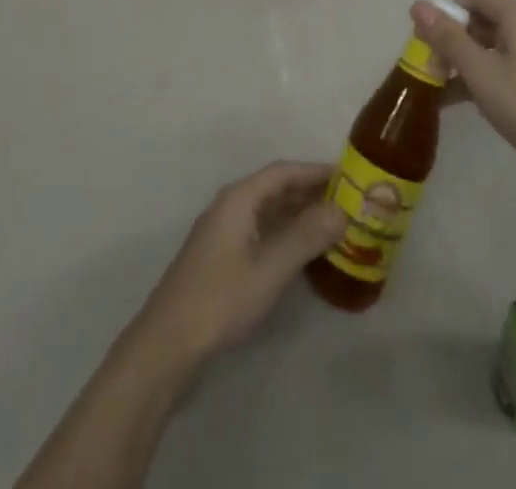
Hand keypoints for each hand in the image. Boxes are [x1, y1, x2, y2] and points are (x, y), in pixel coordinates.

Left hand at [134, 161, 346, 368]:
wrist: (167, 344)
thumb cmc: (220, 299)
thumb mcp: (269, 269)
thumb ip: (305, 237)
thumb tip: (340, 211)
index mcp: (239, 199)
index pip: (282, 172)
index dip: (314, 171)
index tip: (347, 176)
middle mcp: (230, 206)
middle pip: (275, 189)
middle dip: (310, 193)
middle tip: (347, 203)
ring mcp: (224, 232)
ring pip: (268, 212)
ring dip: (298, 215)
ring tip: (333, 225)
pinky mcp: (222, 257)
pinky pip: (261, 232)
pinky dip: (284, 234)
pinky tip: (303, 252)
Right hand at [411, 0, 515, 211]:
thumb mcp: (479, 72)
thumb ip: (448, 38)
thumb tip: (419, 4)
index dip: (450, 11)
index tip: (429, 39)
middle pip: (487, 22)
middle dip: (456, 41)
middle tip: (433, 68)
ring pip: (499, 50)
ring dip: (469, 64)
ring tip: (443, 92)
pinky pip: (513, 71)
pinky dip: (490, 79)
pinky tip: (472, 105)